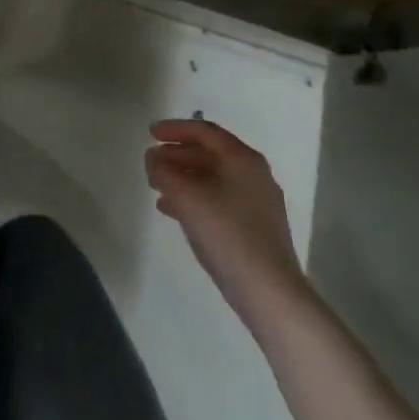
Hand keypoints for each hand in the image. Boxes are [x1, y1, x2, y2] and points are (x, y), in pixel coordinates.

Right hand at [145, 119, 312, 336]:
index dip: (175, 128)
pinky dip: (195, 197)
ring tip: (157, 185)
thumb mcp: (186, 196)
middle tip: (152, 160)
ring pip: (213, 178)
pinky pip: (218, 199)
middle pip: (210, 153)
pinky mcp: (254, 227)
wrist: (268, 291)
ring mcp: (257, 202)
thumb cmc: (226, 233)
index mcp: (242, 159)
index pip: (205, 131)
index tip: (151, 133)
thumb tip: (153, 158)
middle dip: (178, 154)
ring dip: (183, 176)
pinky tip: (172, 210)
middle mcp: (253, 174)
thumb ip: (164, 171)